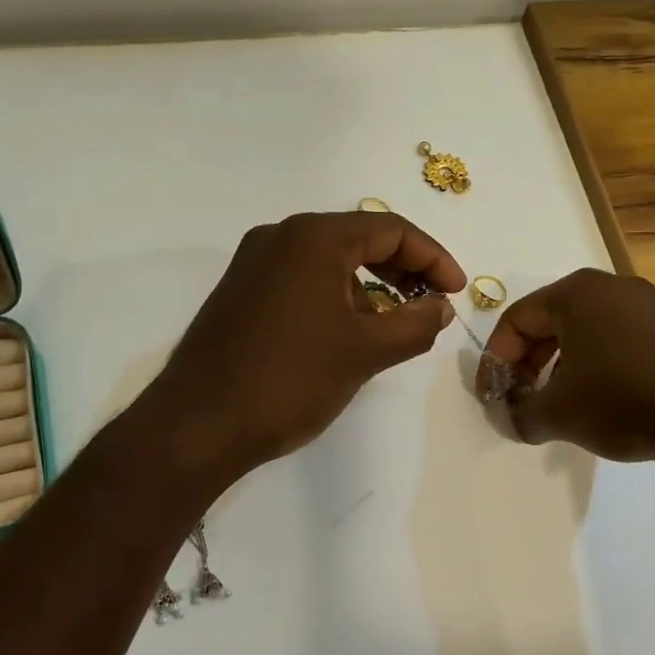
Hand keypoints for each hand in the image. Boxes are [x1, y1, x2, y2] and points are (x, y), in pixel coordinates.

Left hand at [144, 212, 465, 484]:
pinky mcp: (241, 293)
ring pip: (330, 262)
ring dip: (370, 286)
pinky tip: (350, 334)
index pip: (390, 229)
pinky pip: (303, 280)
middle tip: (432, 302)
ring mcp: (254, 264)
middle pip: (359, 239)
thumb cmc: (288, 380)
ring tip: (395, 325)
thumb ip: (413, 324)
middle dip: (403, 269)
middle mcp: (280, 237)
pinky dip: (337, 298)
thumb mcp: (364, 353)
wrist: (197, 425)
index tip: (456, 292)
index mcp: (312, 238)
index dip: (433, 258)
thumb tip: (440, 308)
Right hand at [477, 269, 654, 478]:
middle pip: (550, 324)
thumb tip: (510, 419)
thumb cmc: (625, 399)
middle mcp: (611, 287)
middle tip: (523, 402)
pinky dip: (599, 370)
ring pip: (586, 335)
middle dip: (529, 366)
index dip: (494, 361)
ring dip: (562, 370)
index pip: (515, 320)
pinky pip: (620, 343)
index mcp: (575, 293)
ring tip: (561, 407)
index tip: (491, 397)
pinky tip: (606, 404)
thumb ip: (520, 415)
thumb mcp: (559, 413)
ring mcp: (649, 305)